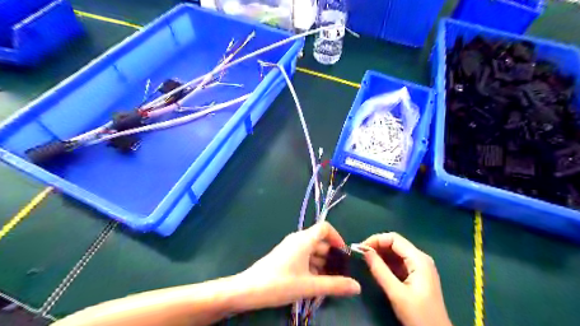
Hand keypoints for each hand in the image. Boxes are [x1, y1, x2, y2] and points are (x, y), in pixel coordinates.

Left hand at [234, 222, 361, 310]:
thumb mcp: (309, 285)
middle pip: (320, 241)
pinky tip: (315, 282)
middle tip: (341, 273)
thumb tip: (357, 287)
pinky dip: (312, 266)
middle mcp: (297, 240)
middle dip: (331, 255)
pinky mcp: (284, 257)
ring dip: (322, 263)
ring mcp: (290, 248)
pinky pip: (303, 257)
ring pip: (311, 251)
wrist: (248, 289)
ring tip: (330, 281)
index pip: (325, 228)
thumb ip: (335, 285)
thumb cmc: (280, 283)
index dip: (337, 238)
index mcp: (304, 239)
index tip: (344, 254)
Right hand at [361, 231, 452, 325]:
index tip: (360, 249)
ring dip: (381, 254)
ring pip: (396, 253)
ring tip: (366, 261)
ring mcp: (419, 267)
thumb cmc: (418, 315)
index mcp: (419, 259)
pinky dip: (386, 263)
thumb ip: (379, 270)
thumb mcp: (396, 293)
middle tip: (361, 255)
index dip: (376, 240)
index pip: (394, 238)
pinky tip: (377, 268)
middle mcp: (420, 258)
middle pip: (395, 244)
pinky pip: (399, 262)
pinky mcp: (417, 275)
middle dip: (377, 246)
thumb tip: (364, 251)